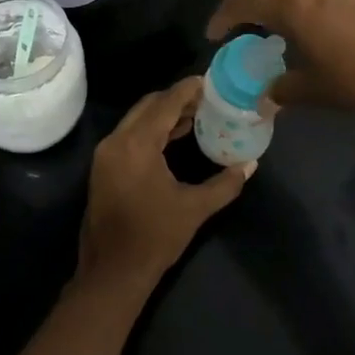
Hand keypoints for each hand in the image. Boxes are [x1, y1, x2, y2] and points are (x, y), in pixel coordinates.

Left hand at [76, 76, 254, 297]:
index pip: (165, 104)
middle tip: (206, 99)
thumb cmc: (155, 238)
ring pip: (137, 119)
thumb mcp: (194, 209)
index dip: (187, 90)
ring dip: (163, 114)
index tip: (208, 81)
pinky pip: (129, 134)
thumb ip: (225, 183)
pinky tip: (174, 137)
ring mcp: (106, 154)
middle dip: (176, 99)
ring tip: (196, 115)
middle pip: (148, 106)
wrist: (112, 273)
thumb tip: (250, 165)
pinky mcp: (103, 166)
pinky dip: (151, 129)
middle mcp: (116, 141)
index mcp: (137, 145)